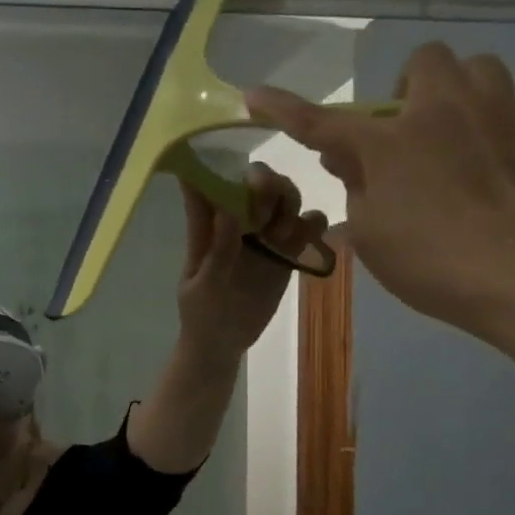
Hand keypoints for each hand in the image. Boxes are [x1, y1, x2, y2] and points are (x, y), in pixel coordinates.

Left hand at [174, 162, 326, 358]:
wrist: (221, 344)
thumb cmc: (201, 314)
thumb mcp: (204, 286)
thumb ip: (218, 250)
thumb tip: (230, 209)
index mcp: (208, 227)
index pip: (211, 184)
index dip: (225, 170)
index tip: (240, 178)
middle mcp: (237, 223)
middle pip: (258, 182)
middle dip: (268, 184)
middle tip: (266, 213)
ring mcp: (264, 237)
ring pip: (285, 199)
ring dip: (290, 202)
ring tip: (281, 234)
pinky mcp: (286, 253)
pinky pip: (307, 227)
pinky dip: (314, 223)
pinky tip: (308, 237)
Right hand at [246, 43, 514, 340]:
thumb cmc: (429, 261)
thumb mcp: (370, 233)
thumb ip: (356, 189)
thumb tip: (349, 159)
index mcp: (393, 141)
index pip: (322, 121)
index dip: (284, 109)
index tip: (254, 96)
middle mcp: (449, 112)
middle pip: (428, 60)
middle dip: (411, 86)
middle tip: (407, 129)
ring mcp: (511, 119)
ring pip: (489, 70)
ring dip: (469, 91)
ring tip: (464, 130)